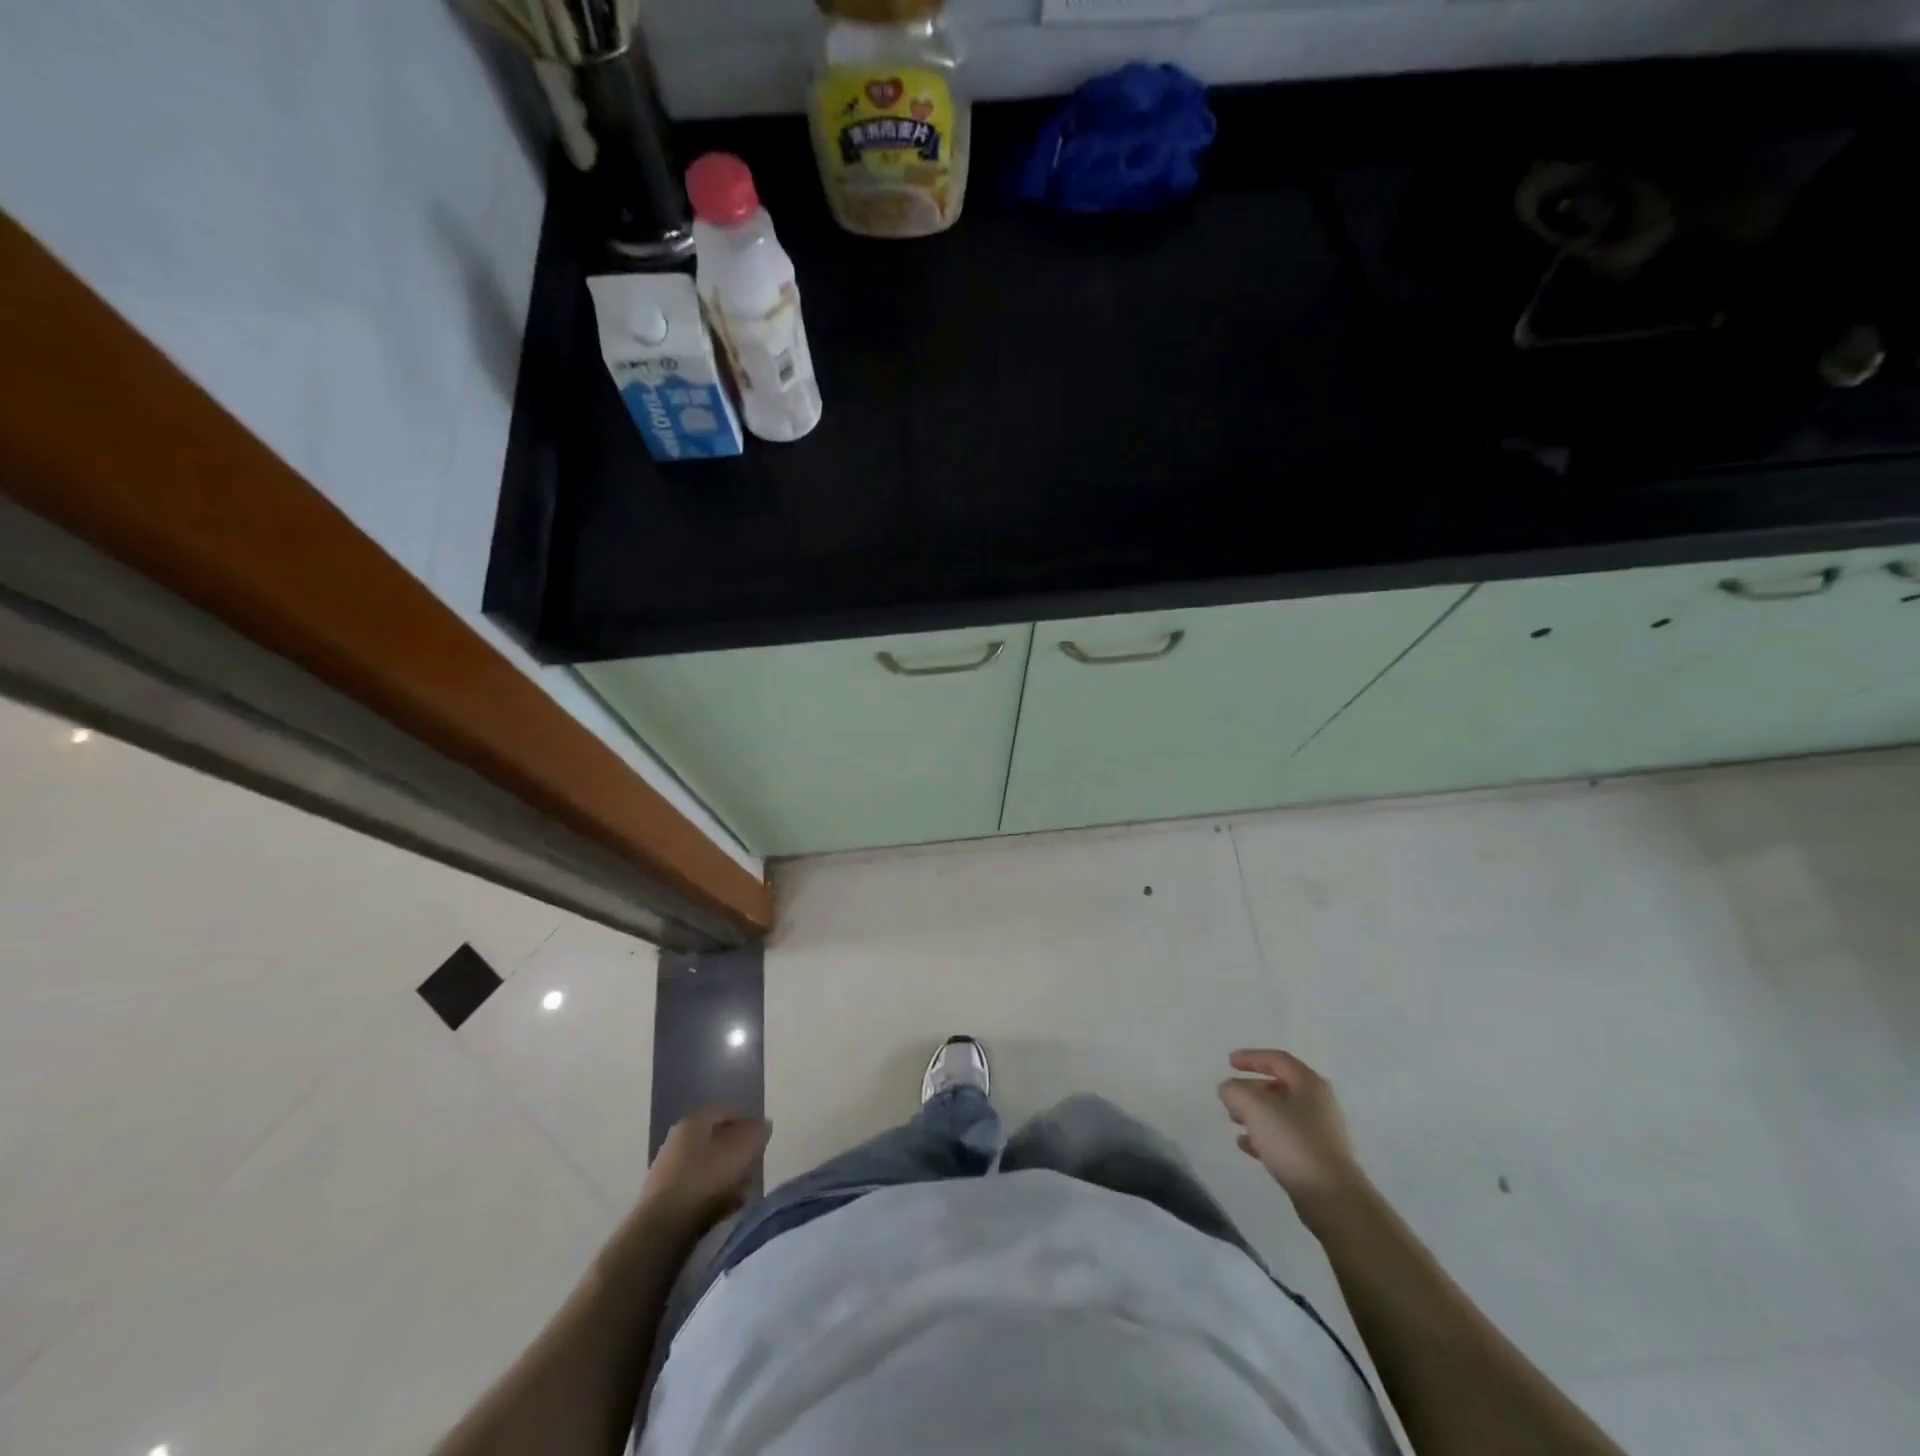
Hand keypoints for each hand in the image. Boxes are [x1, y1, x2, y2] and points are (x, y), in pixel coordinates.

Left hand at [642, 1108, 770, 1230]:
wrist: (662, 1230)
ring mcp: (666, 1172)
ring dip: (726, 1176)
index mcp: (693, 1122)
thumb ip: (757, 1133)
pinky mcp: (662, 1202)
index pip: (726, 1112)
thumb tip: (763, 1125)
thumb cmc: (706, 1180)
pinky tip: (726, 1208)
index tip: (762, 1139)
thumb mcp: (742, 1151)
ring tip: (744, 1191)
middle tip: (754, 1165)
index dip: (747, 1123)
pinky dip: (712, 1196)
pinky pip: (696, 1191)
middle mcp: (676, 1142)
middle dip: (736, 1152)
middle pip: (714, 1141)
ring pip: (706, 1167)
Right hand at [1219, 1049, 1364, 1208]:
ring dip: (1255, 1113)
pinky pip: (1286, 1137)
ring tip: (1233, 1121)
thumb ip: (1235, 1090)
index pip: (1277, 1059)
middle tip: (1230, 1096)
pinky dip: (1264, 1136)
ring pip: (1281, 1113)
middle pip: (1279, 1086)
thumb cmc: (1292, 1141)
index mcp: (1308, 1083)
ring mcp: (1320, 1131)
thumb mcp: (1254, 1107)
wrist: (1331, 1197)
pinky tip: (1246, 1145)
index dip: (1251, 1057)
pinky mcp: (1318, 1157)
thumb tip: (1229, 1089)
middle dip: (1251, 1089)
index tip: (1229, 1062)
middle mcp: (1318, 1102)